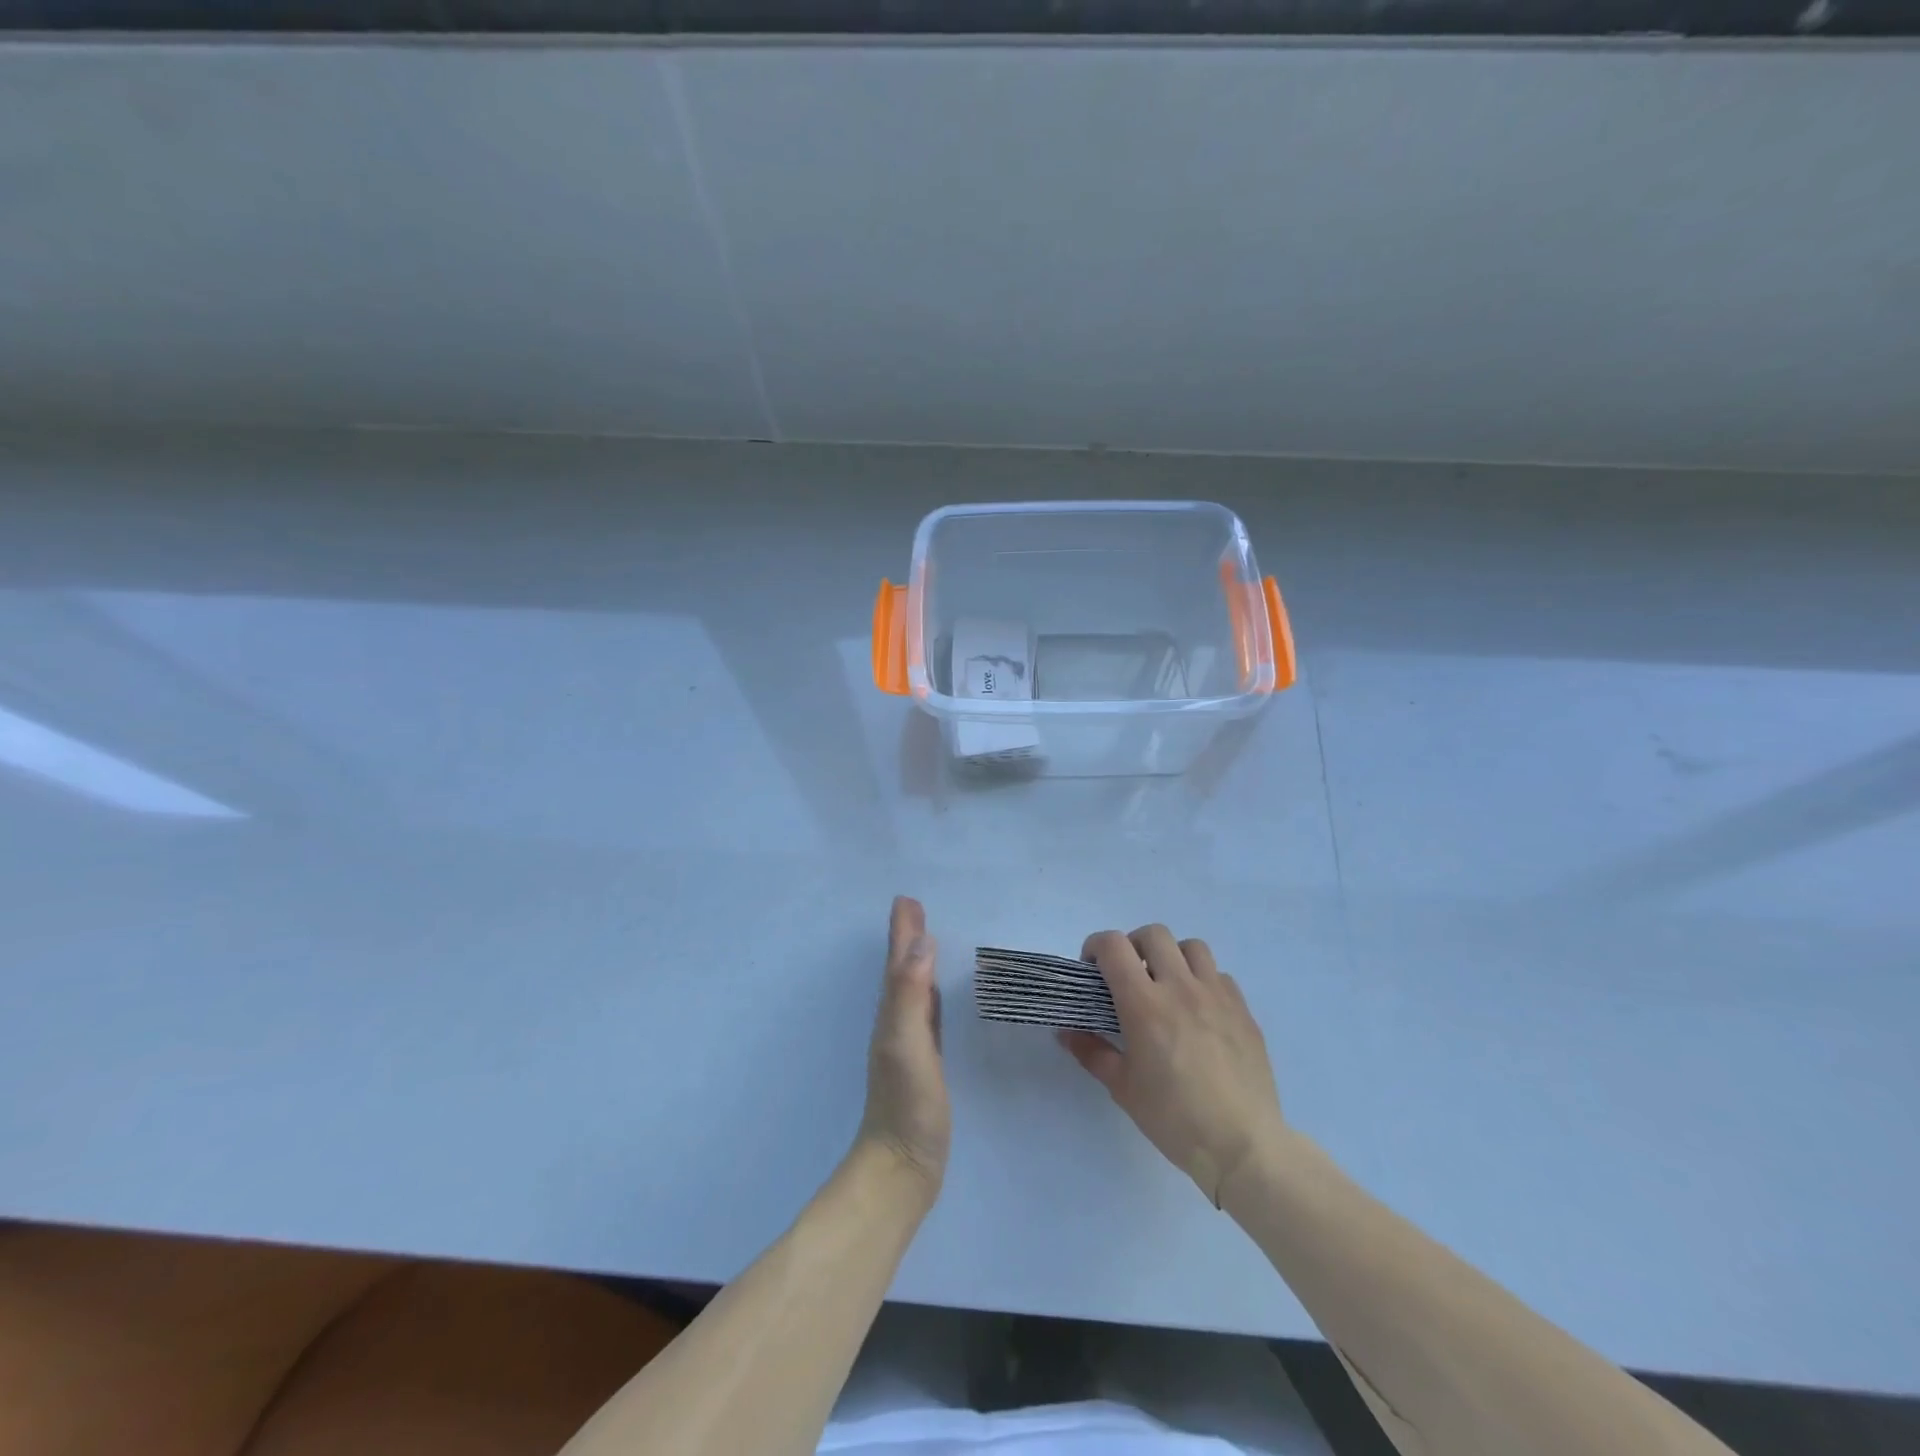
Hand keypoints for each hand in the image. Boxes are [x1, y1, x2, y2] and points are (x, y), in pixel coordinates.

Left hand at [856, 896, 950, 1199]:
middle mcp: (897, 1023)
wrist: (902, 1169)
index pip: (899, 963)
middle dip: (909, 939)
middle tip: (916, 908)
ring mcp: (911, 1044)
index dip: (902, 932)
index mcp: (892, 1014)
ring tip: (927, 938)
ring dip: (918, 961)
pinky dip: (931, 994)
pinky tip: (938, 995)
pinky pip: (928, 1014)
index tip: (907, 899)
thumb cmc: (906, 1105)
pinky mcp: (926, 1063)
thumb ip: (910, 993)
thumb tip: (921, 940)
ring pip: (914, 990)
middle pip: (903, 970)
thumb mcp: (907, 1043)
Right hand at [1060, 926, 1285, 1205]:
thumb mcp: (1122, 1088)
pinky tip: (1199, 1011)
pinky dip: (1203, 981)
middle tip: (1129, 976)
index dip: (1096, 946)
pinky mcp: (1243, 1010)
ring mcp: (1217, 996)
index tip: (1093, 969)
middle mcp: (1181, 988)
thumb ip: (1092, 1052)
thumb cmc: (1174, 1119)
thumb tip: (1066, 1032)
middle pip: (1154, 935)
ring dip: (1172, 957)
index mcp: (1145, 1004)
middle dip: (1133, 946)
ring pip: (1192, 947)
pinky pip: (1220, 976)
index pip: (1114, 946)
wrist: (1243, 1146)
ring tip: (1167, 986)